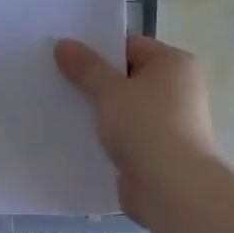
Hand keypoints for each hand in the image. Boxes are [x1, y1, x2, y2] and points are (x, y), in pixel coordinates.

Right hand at [54, 35, 216, 222]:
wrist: (171, 188)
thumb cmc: (146, 127)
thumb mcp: (110, 91)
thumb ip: (86, 67)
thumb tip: (64, 44)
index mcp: (174, 64)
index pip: (130, 45)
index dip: (97, 48)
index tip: (64, 54)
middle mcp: (177, 88)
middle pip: (126, 76)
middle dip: (93, 80)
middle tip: (56, 78)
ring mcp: (168, 121)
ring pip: (123, 106)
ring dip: (97, 109)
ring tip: (60, 106)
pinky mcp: (157, 149)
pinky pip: (124, 132)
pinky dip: (104, 133)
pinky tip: (76, 134)